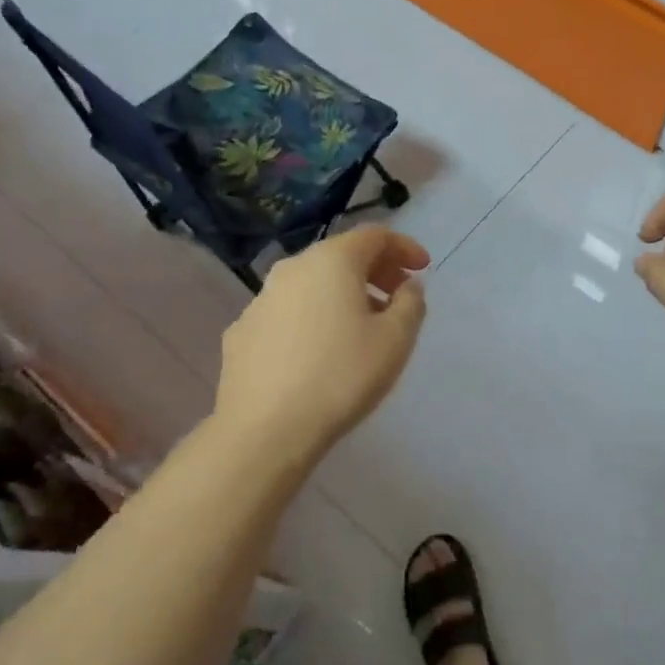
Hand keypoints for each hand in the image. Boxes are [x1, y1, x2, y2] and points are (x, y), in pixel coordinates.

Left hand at [215, 225, 429, 456]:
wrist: (265, 429)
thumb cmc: (341, 377)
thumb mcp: (395, 340)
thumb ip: (410, 304)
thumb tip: (407, 286)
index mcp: (331, 261)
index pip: (374, 235)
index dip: (404, 247)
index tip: (423, 268)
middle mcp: (292, 269)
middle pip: (340, 255)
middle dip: (375, 270)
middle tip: (398, 297)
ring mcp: (261, 299)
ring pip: (311, 283)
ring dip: (343, 294)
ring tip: (362, 326)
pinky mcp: (241, 331)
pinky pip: (288, 311)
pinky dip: (312, 316)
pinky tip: (319, 350)